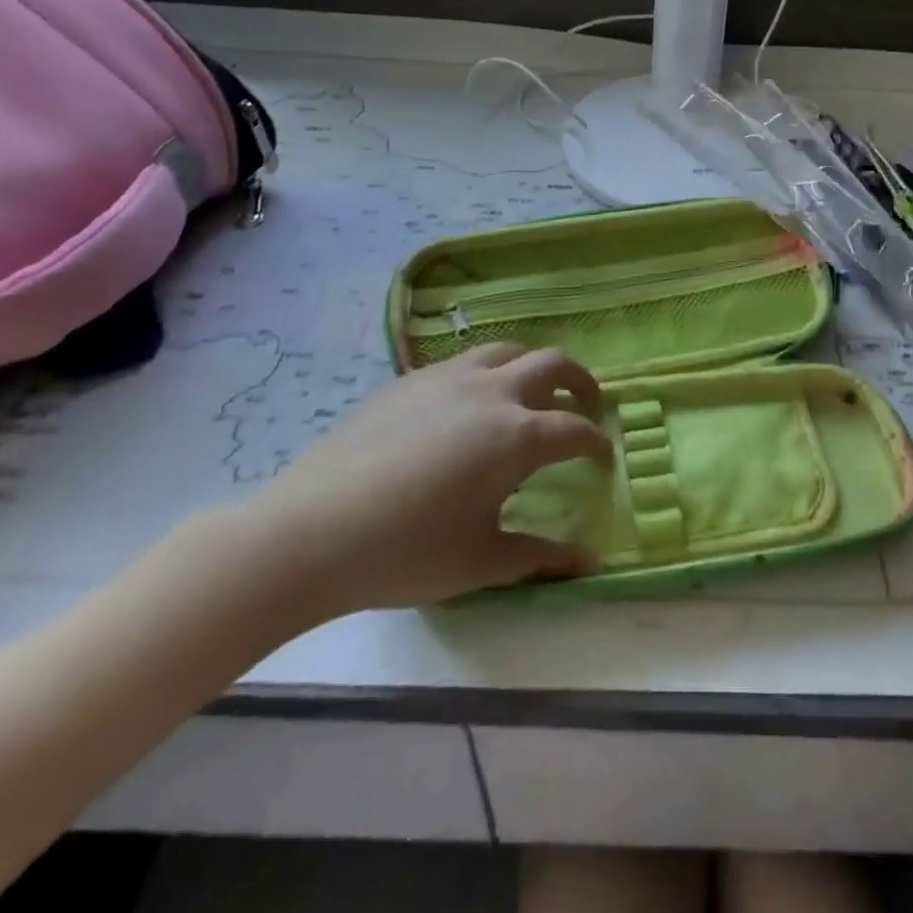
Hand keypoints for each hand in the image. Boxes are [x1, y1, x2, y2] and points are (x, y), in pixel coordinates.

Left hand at [239, 343, 608, 620]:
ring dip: (531, 367)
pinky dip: (485, 374)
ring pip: (506, 350)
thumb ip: (542, 557)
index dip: (596, 441)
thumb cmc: (405, 552)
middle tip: (585, 404)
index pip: (575, 428)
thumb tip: (589, 562)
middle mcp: (491, 392)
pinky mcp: (409, 379)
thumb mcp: (481, 562)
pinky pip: (462, 362)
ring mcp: (447, 378)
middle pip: (552, 363)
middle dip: (579, 381)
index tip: (602, 454)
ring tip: (530, 394)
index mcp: (517, 436)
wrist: (310, 532)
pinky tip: (467, 408)